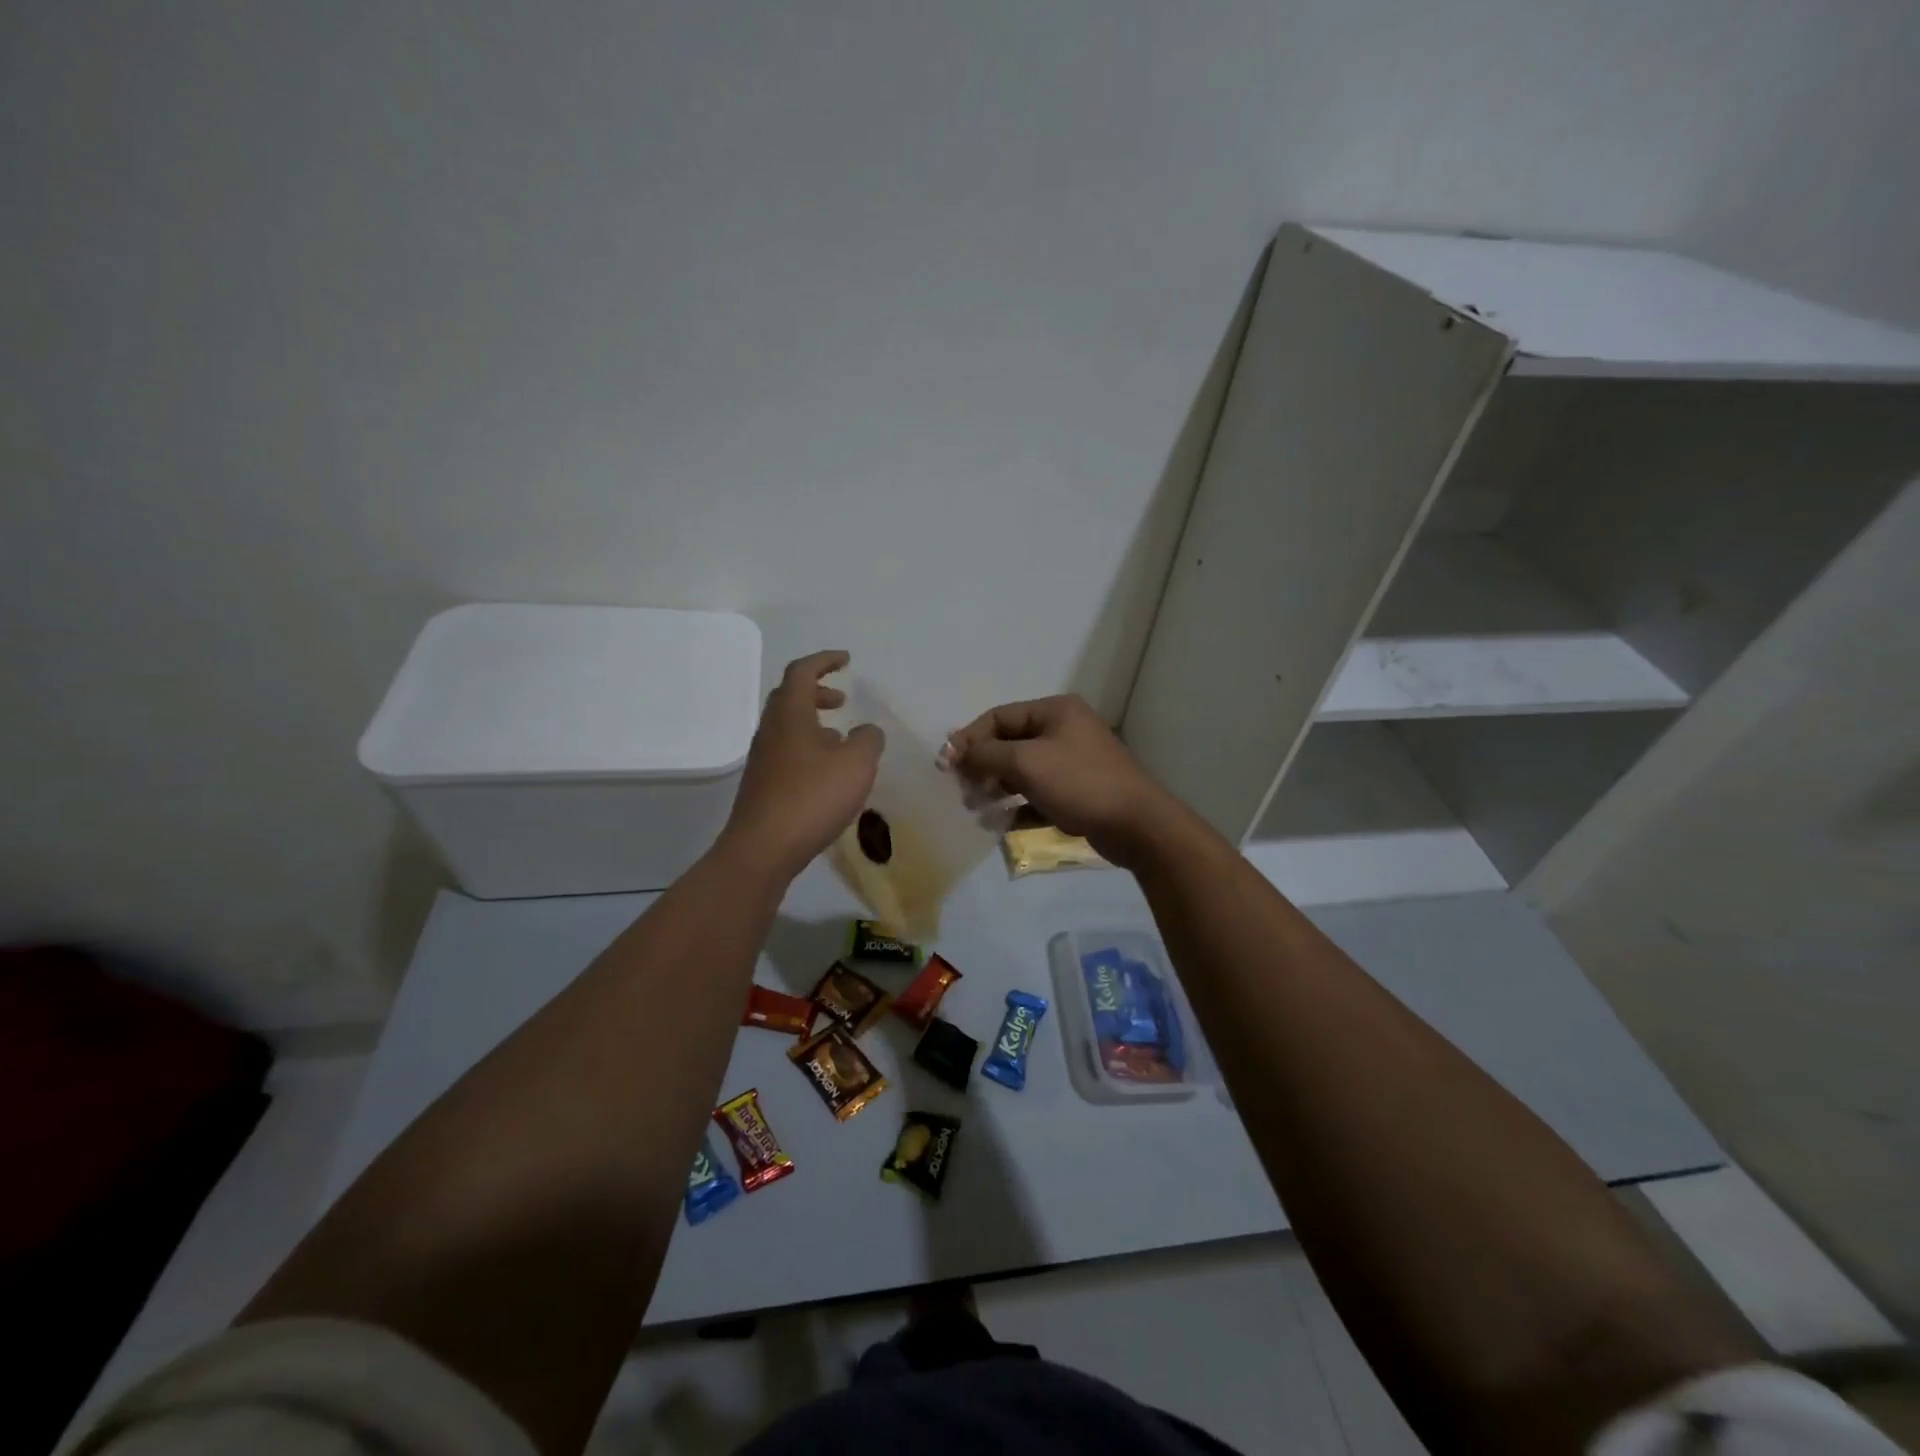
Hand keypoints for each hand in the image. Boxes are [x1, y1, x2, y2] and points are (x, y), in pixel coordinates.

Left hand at [720, 651, 883, 878]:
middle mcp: (771, 730)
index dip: (824, 661)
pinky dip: (809, 749)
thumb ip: (868, 740)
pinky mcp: (763, 786)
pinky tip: (828, 774)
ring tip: (842, 740)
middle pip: (790, 698)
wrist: (763, 849)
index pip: (802, 672)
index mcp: (790, 714)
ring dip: (814, 724)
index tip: (846, 660)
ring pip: (788, 727)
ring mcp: (763, 759)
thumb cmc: (812, 797)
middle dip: (817, 692)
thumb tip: (866, 731)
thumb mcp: (856, 764)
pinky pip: (788, 753)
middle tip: (842, 700)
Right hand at [942, 695, 1178, 867]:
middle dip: (982, 768)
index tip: (946, 766)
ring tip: (979, 810)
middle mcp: (1064, 730)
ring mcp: (1072, 763)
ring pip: (1022, 772)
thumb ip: (986, 754)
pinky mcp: (1077, 793)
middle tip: (964, 792)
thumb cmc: (1079, 783)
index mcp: (1055, 711)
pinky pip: (1038, 795)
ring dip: (996, 789)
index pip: (999, 717)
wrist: (1136, 825)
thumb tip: (958, 752)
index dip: (969, 739)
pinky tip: (1002, 825)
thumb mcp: (1026, 762)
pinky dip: (1018, 807)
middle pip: (1009, 744)